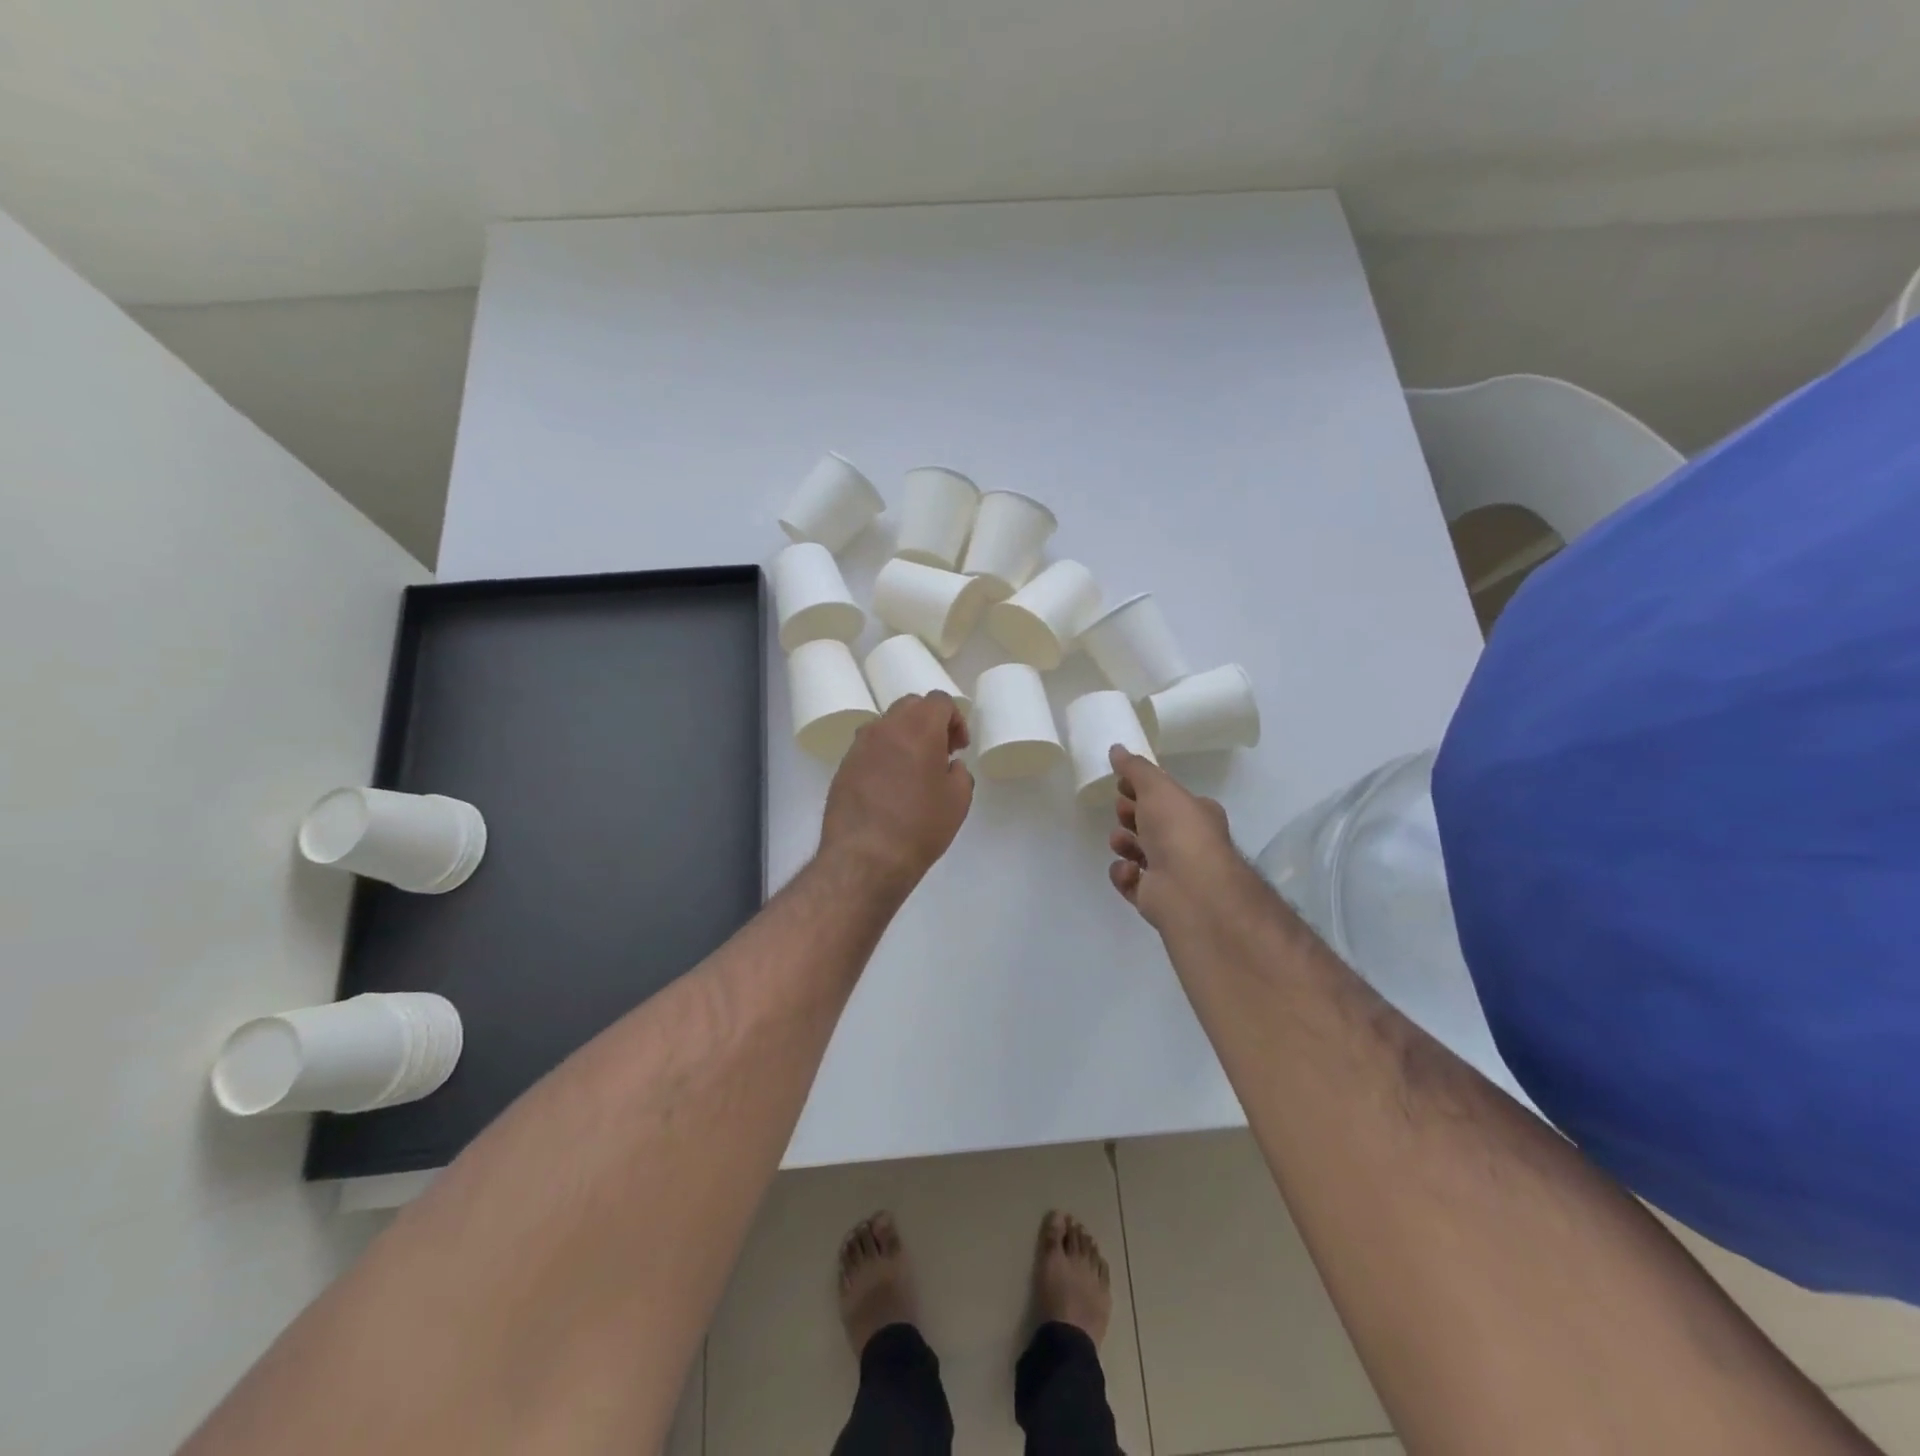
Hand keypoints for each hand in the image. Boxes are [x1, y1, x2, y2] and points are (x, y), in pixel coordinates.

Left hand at [820, 692, 973, 894]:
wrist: (864, 857)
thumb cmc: (919, 827)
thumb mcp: (958, 801)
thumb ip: (959, 773)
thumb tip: (948, 765)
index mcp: (918, 728)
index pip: (940, 701)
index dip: (955, 720)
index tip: (959, 748)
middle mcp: (885, 727)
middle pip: (911, 706)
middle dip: (929, 722)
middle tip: (940, 753)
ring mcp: (859, 746)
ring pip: (887, 725)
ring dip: (904, 737)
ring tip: (913, 770)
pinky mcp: (843, 766)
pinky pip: (869, 748)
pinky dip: (884, 756)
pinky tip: (890, 787)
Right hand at [1107, 746, 1242, 932]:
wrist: (1190, 889)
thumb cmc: (1179, 830)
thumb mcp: (1157, 787)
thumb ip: (1135, 768)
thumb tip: (1117, 748)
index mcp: (1195, 813)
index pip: (1165, 797)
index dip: (1141, 789)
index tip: (1121, 784)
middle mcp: (1186, 842)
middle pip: (1149, 823)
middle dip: (1129, 814)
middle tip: (1122, 810)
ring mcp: (1171, 872)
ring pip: (1136, 851)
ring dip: (1123, 842)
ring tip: (1121, 842)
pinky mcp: (1154, 897)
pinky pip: (1129, 880)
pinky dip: (1124, 874)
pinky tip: (1129, 870)